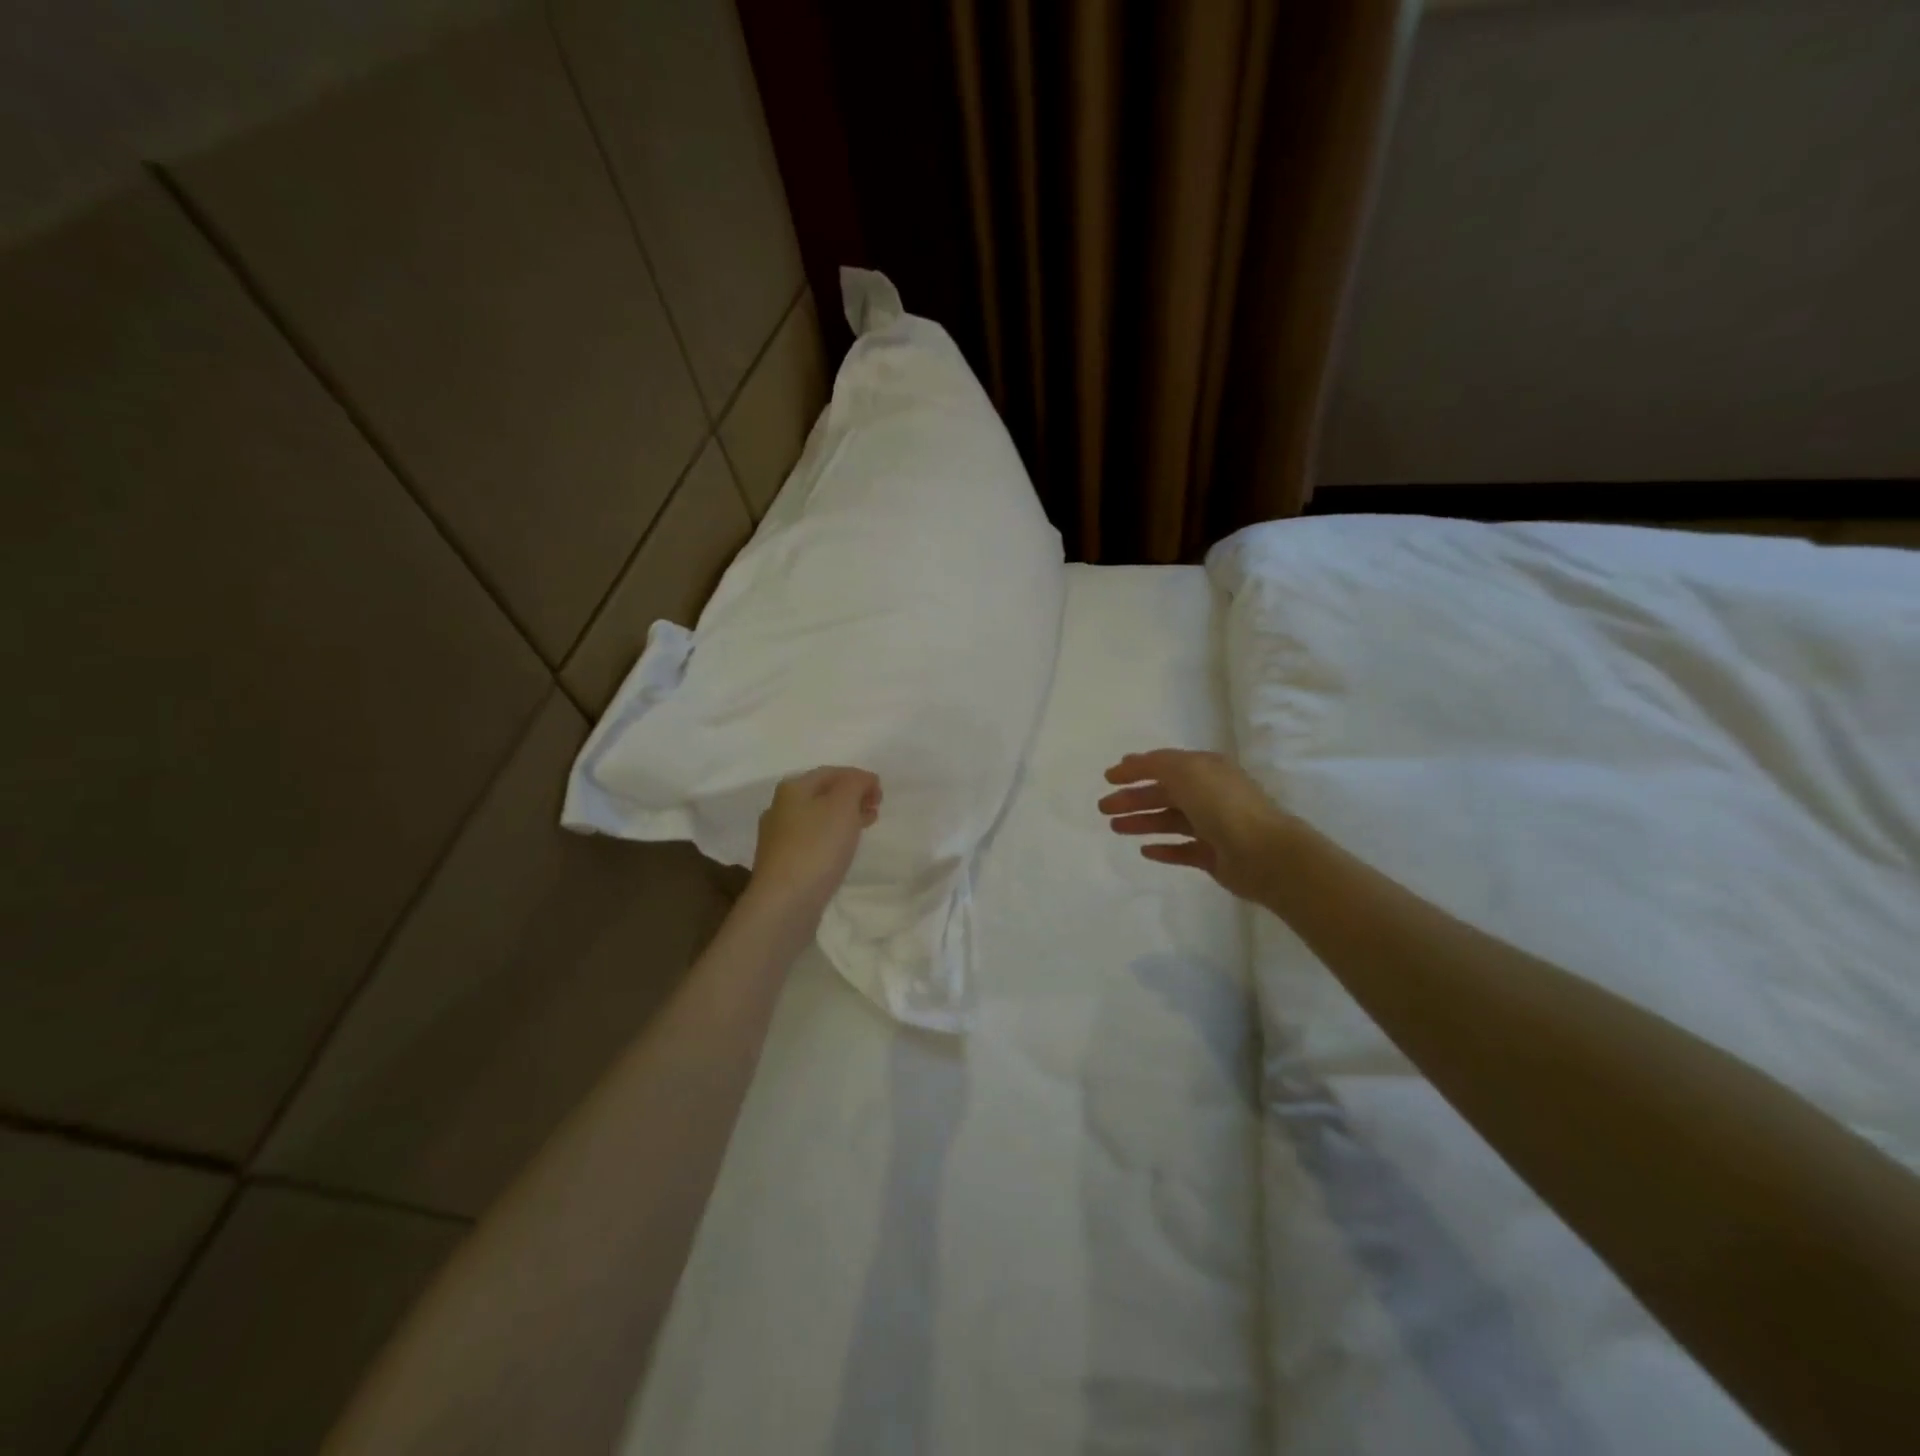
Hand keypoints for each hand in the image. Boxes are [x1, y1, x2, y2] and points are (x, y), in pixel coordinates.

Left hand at [747, 767, 881, 922]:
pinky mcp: (782, 863)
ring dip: (844, 818)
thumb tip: (863, 779)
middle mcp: (780, 807)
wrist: (785, 902)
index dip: (859, 777)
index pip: (832, 772)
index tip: (881, 794)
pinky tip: (842, 851)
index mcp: (793, 788)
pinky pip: (813, 840)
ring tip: (865, 829)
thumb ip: (856, 784)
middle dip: (852, 797)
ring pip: (818, 818)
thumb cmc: (817, 847)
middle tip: (876, 809)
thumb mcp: (843, 805)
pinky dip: (832, 838)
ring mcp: (778, 837)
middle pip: (823, 794)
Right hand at [1099, 749, 1287, 903]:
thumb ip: (1155, 764)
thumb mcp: (1186, 771)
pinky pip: (1182, 850)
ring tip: (1115, 828)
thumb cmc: (1223, 805)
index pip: (1164, 765)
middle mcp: (1209, 794)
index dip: (1135, 769)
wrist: (1264, 853)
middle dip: (1132, 798)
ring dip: (1141, 822)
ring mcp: (1212, 826)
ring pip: (1169, 821)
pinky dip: (1163, 849)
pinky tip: (1144, 851)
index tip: (1108, 778)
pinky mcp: (1213, 856)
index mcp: (1205, 769)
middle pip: (1163, 794)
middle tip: (1103, 808)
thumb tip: (1131, 761)